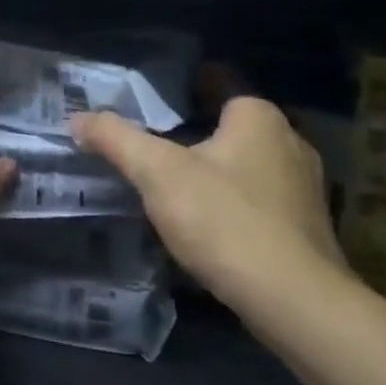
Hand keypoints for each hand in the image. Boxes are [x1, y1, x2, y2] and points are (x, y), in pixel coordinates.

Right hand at [72, 97, 348, 333]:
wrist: (294, 302)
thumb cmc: (225, 220)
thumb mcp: (158, 174)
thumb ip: (117, 139)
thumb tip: (77, 118)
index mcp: (258, 115)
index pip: (217, 82)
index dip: (183, 86)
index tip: (151, 100)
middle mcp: (290, 140)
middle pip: (231, 126)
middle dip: (196, 132)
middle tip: (154, 147)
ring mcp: (306, 185)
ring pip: (248, 165)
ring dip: (217, 171)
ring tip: (176, 188)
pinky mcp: (308, 226)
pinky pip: (261, 200)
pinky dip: (236, 205)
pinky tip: (212, 226)